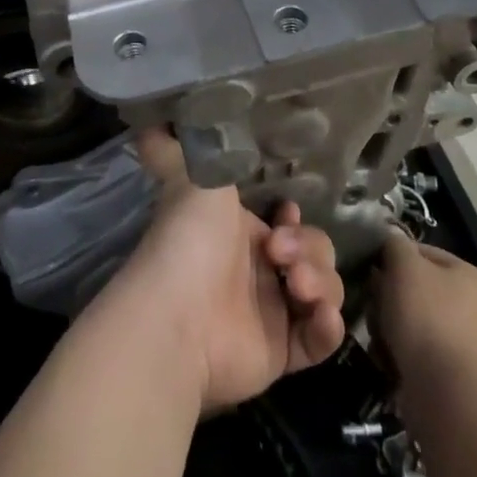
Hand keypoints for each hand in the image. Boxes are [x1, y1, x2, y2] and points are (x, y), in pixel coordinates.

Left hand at [106, 128, 345, 412]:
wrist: (179, 315)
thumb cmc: (189, 239)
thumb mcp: (191, 176)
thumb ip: (179, 147)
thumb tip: (149, 122)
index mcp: (239, 231)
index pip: (287, 219)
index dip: (295, 216)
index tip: (286, 210)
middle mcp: (258, 270)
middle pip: (314, 251)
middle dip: (309, 247)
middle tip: (279, 253)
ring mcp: (271, 313)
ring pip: (323, 290)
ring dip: (322, 282)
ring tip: (297, 286)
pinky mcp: (281, 354)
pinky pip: (320, 339)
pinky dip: (327, 326)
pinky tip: (318, 315)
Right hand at [371, 230, 476, 400]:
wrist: (449, 396)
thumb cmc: (428, 318)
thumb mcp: (404, 266)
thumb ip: (395, 245)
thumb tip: (391, 242)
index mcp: (474, 276)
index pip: (424, 253)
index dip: (393, 259)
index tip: (372, 273)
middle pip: (420, 289)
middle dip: (392, 297)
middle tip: (373, 306)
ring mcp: (473, 345)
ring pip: (418, 322)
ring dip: (394, 327)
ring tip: (379, 337)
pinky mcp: (460, 378)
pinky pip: (423, 354)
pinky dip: (404, 354)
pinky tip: (389, 359)